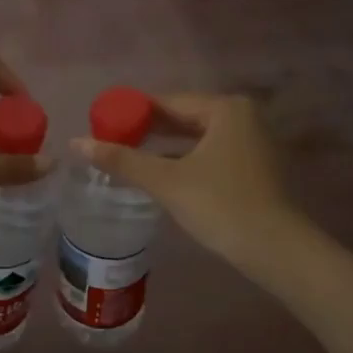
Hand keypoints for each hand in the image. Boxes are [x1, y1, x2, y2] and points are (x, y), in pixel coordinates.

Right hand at [72, 94, 300, 270]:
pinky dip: (185, 159)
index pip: (168, 102)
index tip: (103, 123)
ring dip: (165, 147)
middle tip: (111, 140)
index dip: (133, 112)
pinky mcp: (254, 167)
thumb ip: (122, 160)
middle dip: (148, 130)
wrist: (276, 250)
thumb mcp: (166, 181)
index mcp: (225, 108)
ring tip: (129, 156)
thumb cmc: (220, 205)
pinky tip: (162, 173)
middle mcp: (242, 117)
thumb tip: (76, 142)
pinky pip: (210, 152)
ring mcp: (252, 142)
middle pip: (184, 117)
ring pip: (197, 137)